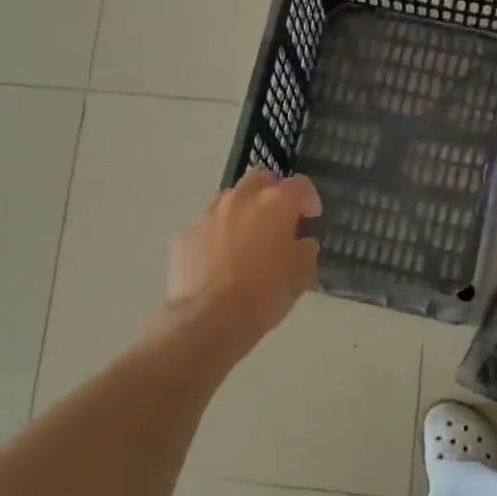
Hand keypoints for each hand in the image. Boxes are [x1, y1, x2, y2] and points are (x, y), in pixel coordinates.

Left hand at [164, 168, 321, 356]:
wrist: (210, 317)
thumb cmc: (266, 295)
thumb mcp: (301, 276)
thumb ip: (305, 251)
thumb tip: (301, 242)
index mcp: (275, 204)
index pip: (300, 185)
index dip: (309, 198)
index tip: (311, 216)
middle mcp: (241, 199)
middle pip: (260, 178)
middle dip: (272, 191)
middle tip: (278, 217)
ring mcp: (208, 214)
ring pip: (229, 198)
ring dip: (242, 210)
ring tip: (246, 238)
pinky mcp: (185, 234)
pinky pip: (205, 226)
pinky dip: (216, 236)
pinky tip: (218, 260)